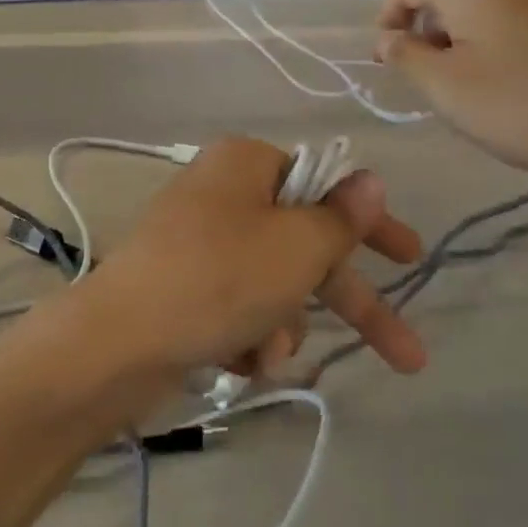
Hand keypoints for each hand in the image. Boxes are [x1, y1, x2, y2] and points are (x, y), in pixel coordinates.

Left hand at [87, 137, 426, 386]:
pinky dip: (248, 336)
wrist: (117, 342)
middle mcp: (223, 194)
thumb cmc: (218, 278)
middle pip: (306, 245)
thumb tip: (369, 179)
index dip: (371, 225)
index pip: (326, 186)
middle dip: (348, 302)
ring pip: (274, 286)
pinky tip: (237, 361)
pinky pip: (238, 307)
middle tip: (406, 353)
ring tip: (264, 353)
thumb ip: (341, 218)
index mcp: (247, 165)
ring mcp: (200, 242)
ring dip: (283, 326)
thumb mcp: (295, 247)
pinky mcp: (184, 286)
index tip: (410, 256)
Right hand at [375, 0, 527, 192]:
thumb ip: (405, 56)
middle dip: (426, 32)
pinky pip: (515, 18)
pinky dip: (495, 42)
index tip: (385, 61)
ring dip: (460, 40)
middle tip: (427, 81)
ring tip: (468, 87)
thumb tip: (386, 38)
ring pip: (481, 8)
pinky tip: (509, 83)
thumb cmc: (522, 107)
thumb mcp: (445, 88)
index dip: (386, 19)